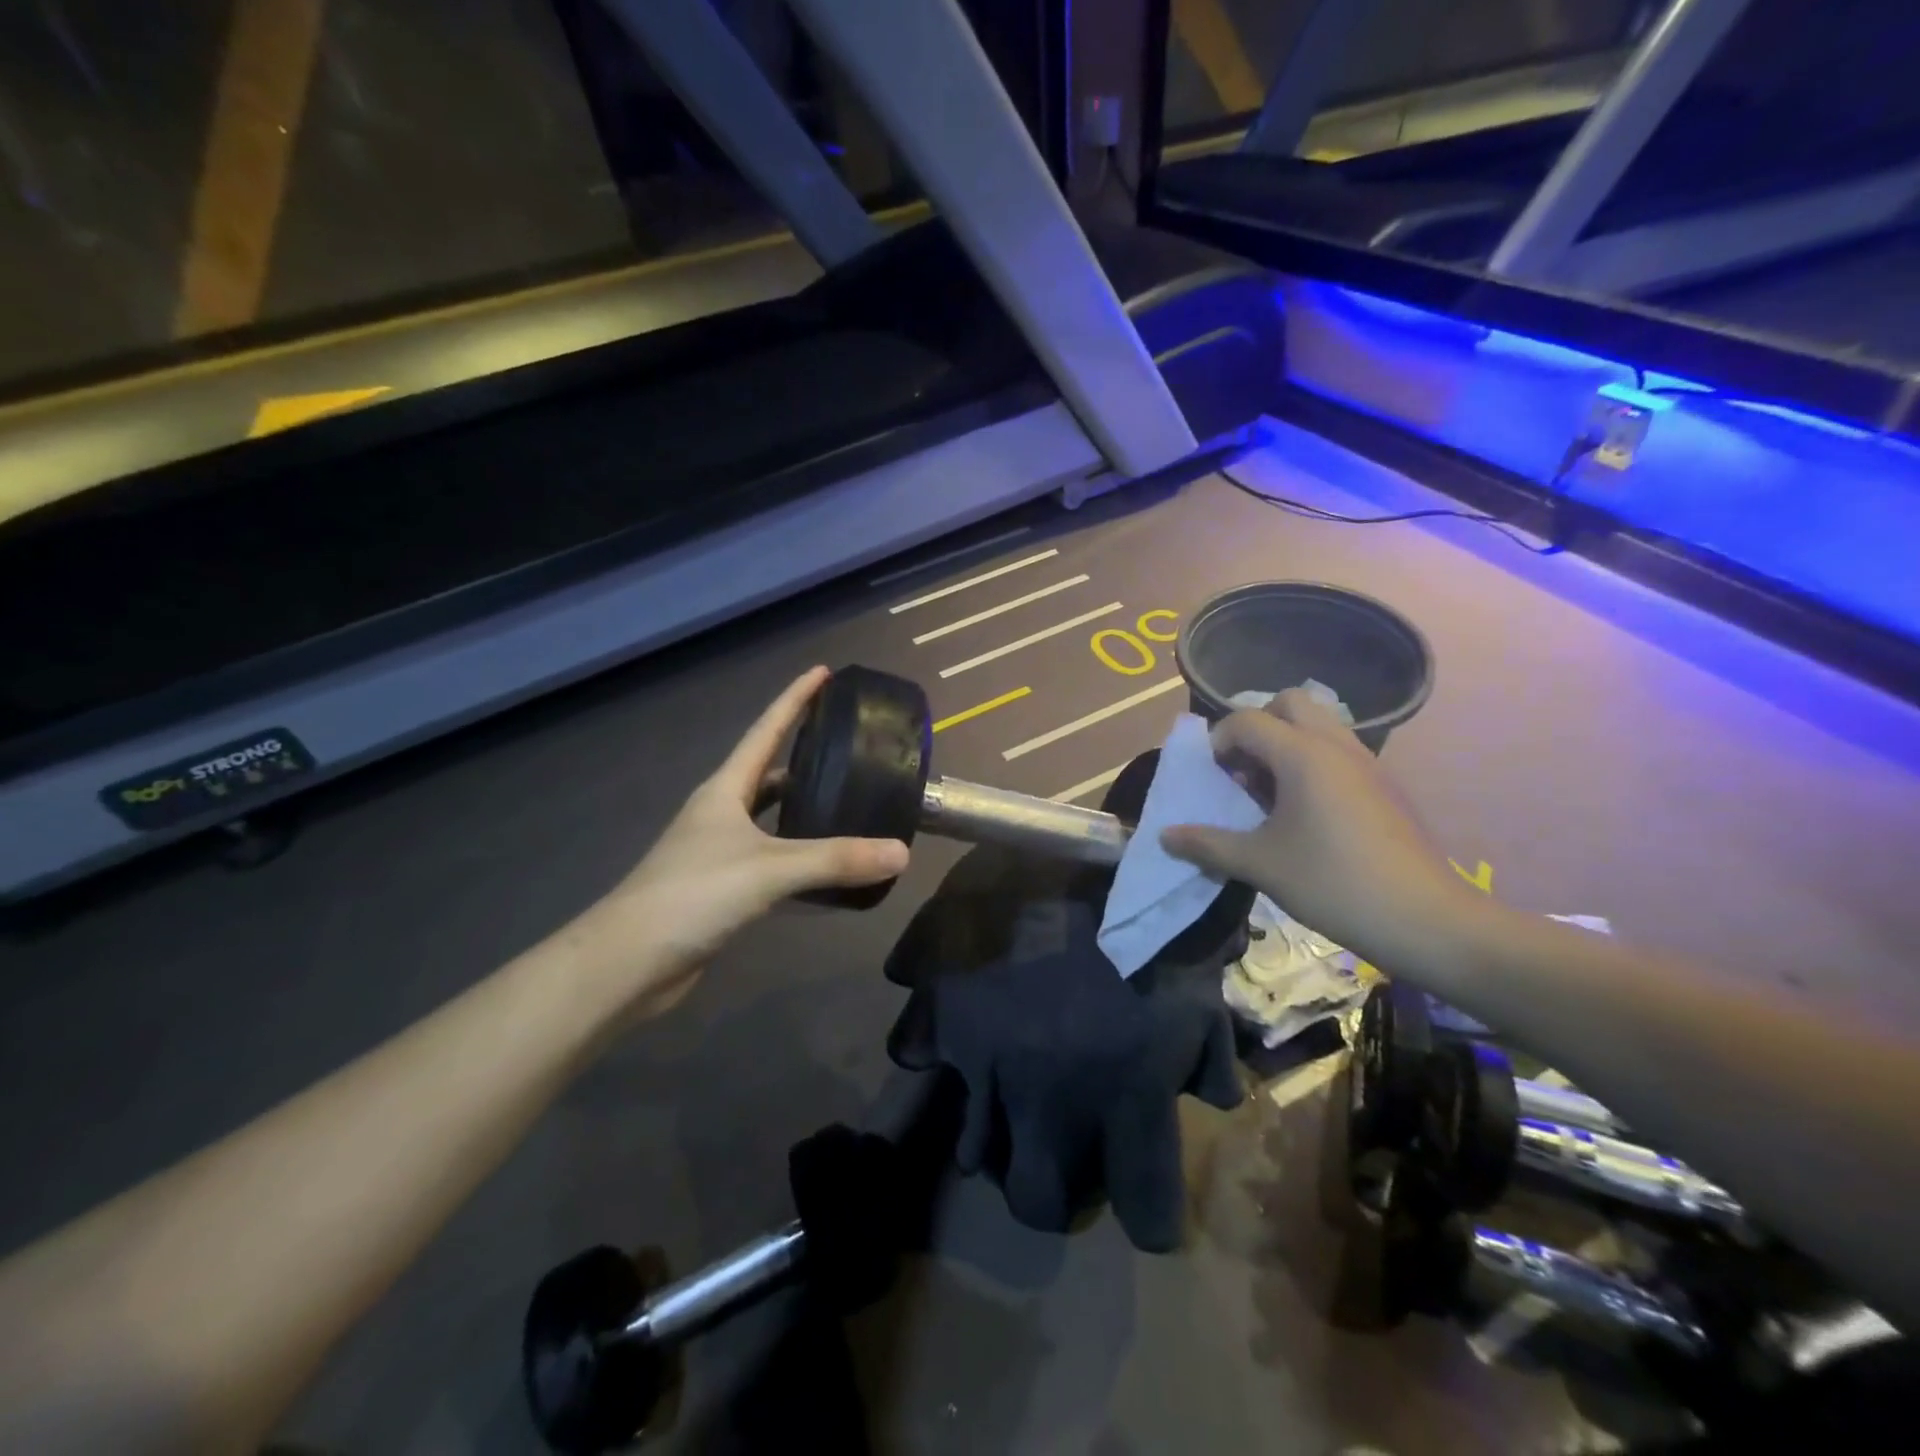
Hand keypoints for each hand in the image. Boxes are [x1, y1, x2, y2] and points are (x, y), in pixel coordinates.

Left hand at [583, 668, 909, 1014]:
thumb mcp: (770, 869)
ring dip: (803, 807)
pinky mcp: (723, 887)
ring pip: (770, 817)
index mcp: (724, 790)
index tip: (822, 672)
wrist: (628, 963)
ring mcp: (718, 851)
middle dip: (804, 753)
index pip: (765, 731)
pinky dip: (799, 854)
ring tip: (849, 800)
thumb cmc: (693, 895)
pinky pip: (771, 857)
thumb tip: (903, 853)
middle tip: (851, 745)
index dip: (794, 700)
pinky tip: (825, 865)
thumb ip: (836, 860)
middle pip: (768, 771)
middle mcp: (720, 813)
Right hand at [1159, 689, 1476, 970]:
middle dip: (1257, 726)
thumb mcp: (1260, 864)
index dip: (1218, 743)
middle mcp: (1335, 745)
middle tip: (1244, 771)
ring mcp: (1366, 762)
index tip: (1211, 779)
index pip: (1245, 720)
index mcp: (1302, 754)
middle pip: (1288, 703)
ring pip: (1319, 724)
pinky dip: (1313, 762)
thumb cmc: (1333, 883)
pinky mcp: (1384, 785)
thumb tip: (1164, 837)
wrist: (1426, 920)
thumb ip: (1207, 844)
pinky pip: (1339, 751)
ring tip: (1271, 794)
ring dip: (1286, 744)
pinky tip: (1306, 813)